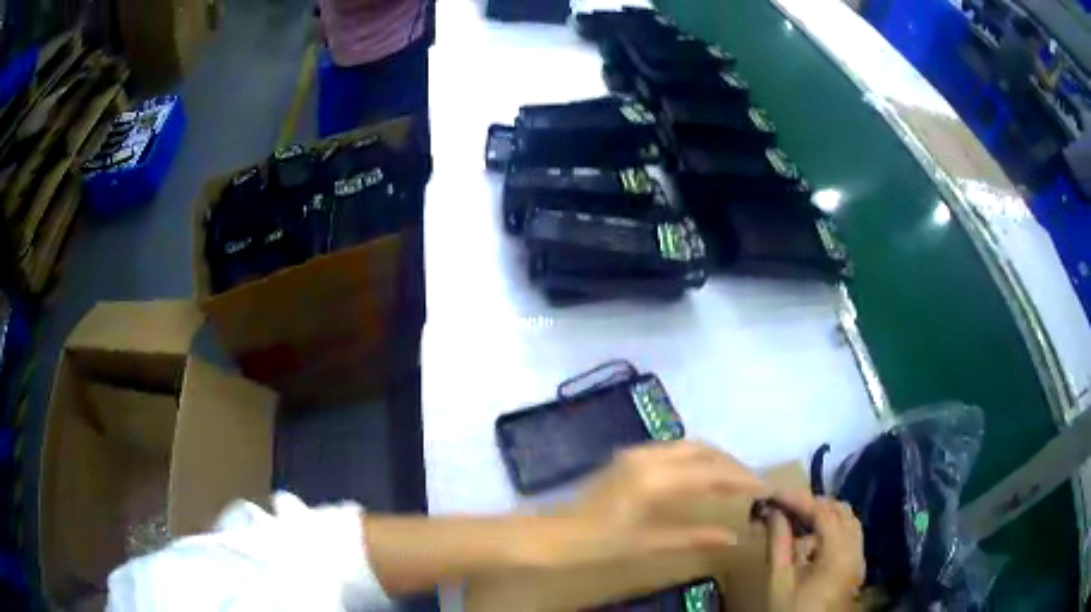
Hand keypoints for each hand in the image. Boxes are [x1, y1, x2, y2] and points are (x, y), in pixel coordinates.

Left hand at [543, 441, 770, 569]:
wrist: (553, 534)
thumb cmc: (598, 543)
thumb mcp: (648, 543)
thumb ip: (693, 537)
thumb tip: (734, 536)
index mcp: (655, 479)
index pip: (711, 473)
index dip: (741, 480)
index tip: (765, 488)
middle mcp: (649, 457)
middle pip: (704, 451)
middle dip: (731, 464)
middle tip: (753, 483)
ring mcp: (637, 453)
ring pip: (689, 446)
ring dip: (715, 458)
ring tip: (735, 478)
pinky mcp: (630, 457)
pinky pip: (674, 450)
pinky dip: (697, 458)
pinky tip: (704, 474)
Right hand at [765, 492, 864, 611]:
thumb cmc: (791, 610)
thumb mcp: (779, 580)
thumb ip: (778, 543)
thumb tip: (772, 512)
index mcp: (839, 554)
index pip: (823, 513)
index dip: (799, 499)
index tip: (775, 492)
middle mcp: (856, 550)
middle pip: (840, 512)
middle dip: (813, 504)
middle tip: (784, 506)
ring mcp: (859, 557)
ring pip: (848, 521)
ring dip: (824, 515)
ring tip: (797, 521)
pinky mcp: (856, 566)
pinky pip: (849, 535)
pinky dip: (832, 529)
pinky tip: (811, 541)